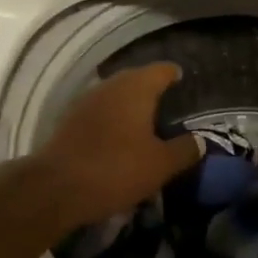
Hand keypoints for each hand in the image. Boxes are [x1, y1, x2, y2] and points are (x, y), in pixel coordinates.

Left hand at [33, 63, 202, 232]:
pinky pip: (100, 112)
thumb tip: (201, 140)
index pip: (162, 70)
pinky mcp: (70, 120)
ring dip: (131, 106)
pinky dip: (113, 120)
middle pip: (137, 80)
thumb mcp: (161, 164)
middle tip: (170, 108)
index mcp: (136, 87)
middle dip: (153, 91)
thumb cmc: (116, 169)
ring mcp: (86, 101)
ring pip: (116, 96)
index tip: (185, 84)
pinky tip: (120, 138)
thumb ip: (185, 150)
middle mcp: (111, 85)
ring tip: (147, 124)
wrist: (56, 188)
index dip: (176, 76)